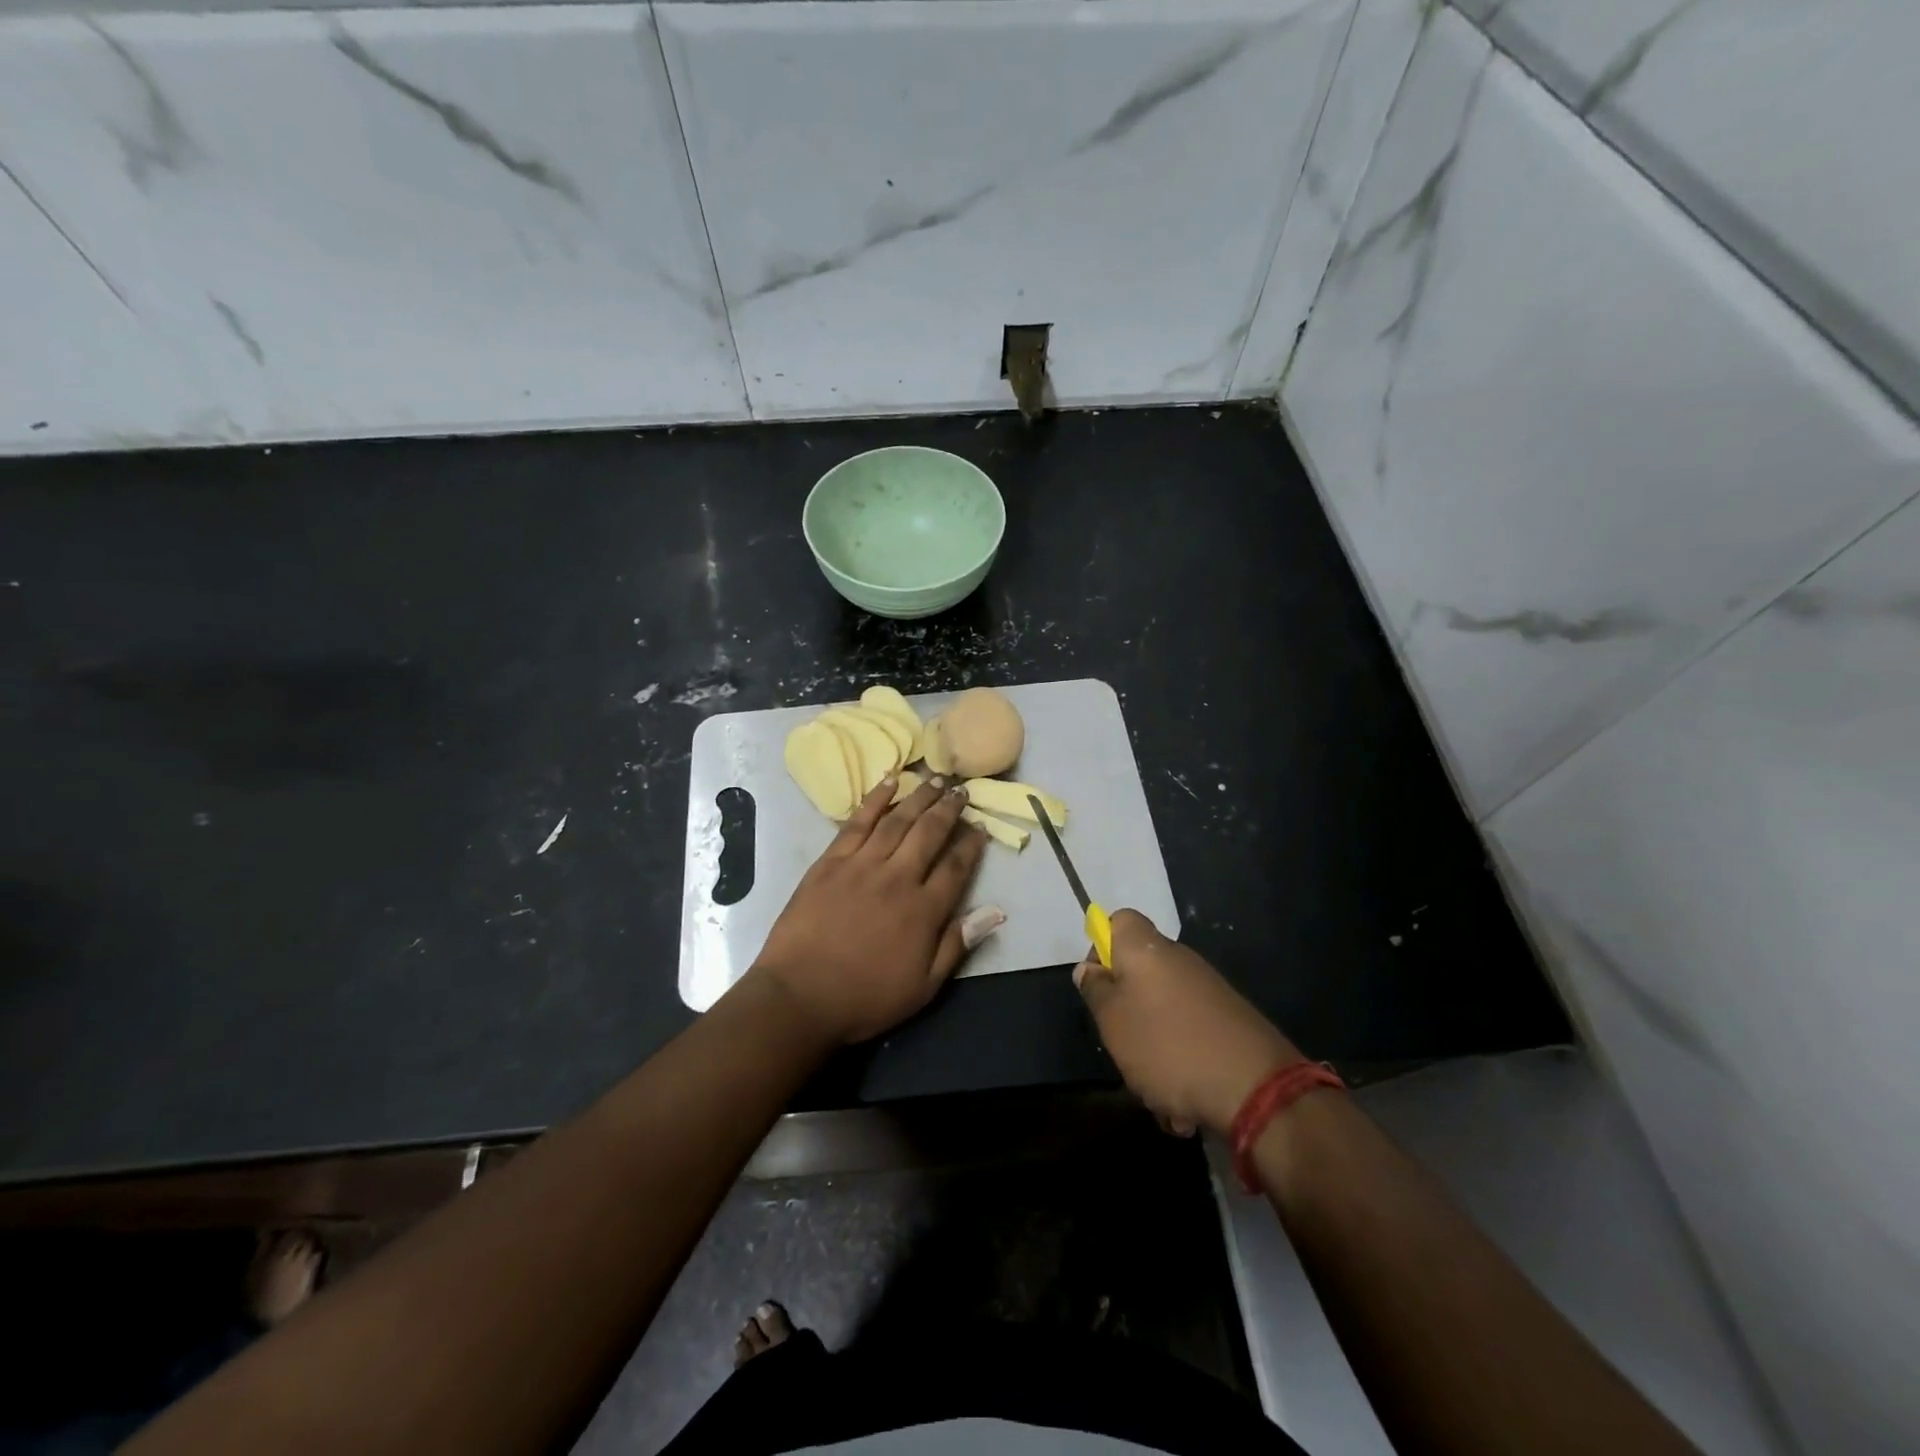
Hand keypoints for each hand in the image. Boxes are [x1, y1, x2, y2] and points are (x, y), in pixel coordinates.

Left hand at [750, 777, 991, 1044]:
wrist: (800, 997)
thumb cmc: (865, 997)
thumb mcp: (923, 986)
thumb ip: (958, 944)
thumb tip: (996, 912)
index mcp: (924, 911)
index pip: (956, 867)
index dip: (971, 845)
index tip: (980, 828)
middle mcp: (898, 878)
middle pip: (929, 833)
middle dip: (949, 809)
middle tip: (962, 790)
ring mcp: (862, 865)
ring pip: (897, 821)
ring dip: (919, 796)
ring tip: (936, 779)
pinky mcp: (831, 861)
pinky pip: (857, 822)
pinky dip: (875, 799)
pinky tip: (889, 781)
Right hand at [1074, 909, 1298, 1135]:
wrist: (1257, 1089)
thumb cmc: (1168, 1046)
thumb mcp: (1113, 1022)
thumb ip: (1096, 991)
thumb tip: (1089, 968)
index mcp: (1147, 949)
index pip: (1118, 921)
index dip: (1101, 947)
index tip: (1099, 986)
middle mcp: (1179, 961)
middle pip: (1139, 974)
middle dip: (1126, 1013)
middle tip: (1122, 1046)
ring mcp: (1208, 992)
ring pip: (1163, 1014)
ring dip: (1153, 1052)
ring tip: (1156, 1092)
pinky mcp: (1229, 1023)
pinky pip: (1190, 1038)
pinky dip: (1182, 1067)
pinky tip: (1185, 1105)